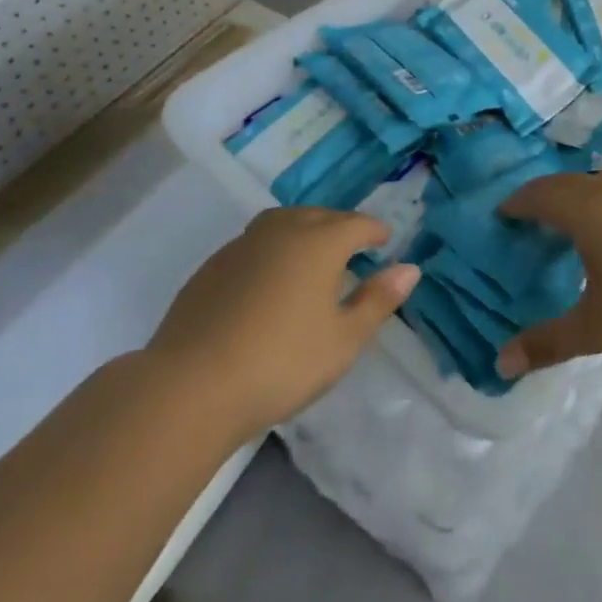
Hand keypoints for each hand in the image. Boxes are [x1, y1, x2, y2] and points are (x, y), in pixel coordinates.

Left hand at [148, 208, 419, 436]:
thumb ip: (377, 300)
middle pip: (319, 215)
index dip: (375, 231)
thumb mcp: (343, 340)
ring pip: (282, 222)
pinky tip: (269, 281)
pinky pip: (254, 243)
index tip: (385, 241)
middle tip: (353, 249)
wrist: (191, 386)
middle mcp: (281, 231)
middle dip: (340, 226)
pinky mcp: (212, 266)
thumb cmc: (282, 363)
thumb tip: (410, 268)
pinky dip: (272, 250)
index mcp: (318, 242)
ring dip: (303, 230)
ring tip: (312, 257)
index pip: (357, 224)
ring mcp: (241, 245)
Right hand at [495, 172, 601, 377]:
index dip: (516, 203)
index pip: (539, 195)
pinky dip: (592, 200)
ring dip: (569, 194)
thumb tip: (501, 364)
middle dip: (538, 195)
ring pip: (591, 183)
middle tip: (521, 217)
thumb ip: (547, 342)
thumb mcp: (594, 328)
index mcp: (585, 211)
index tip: (498, 216)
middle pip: (563, 183)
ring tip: (557, 219)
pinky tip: (600, 229)